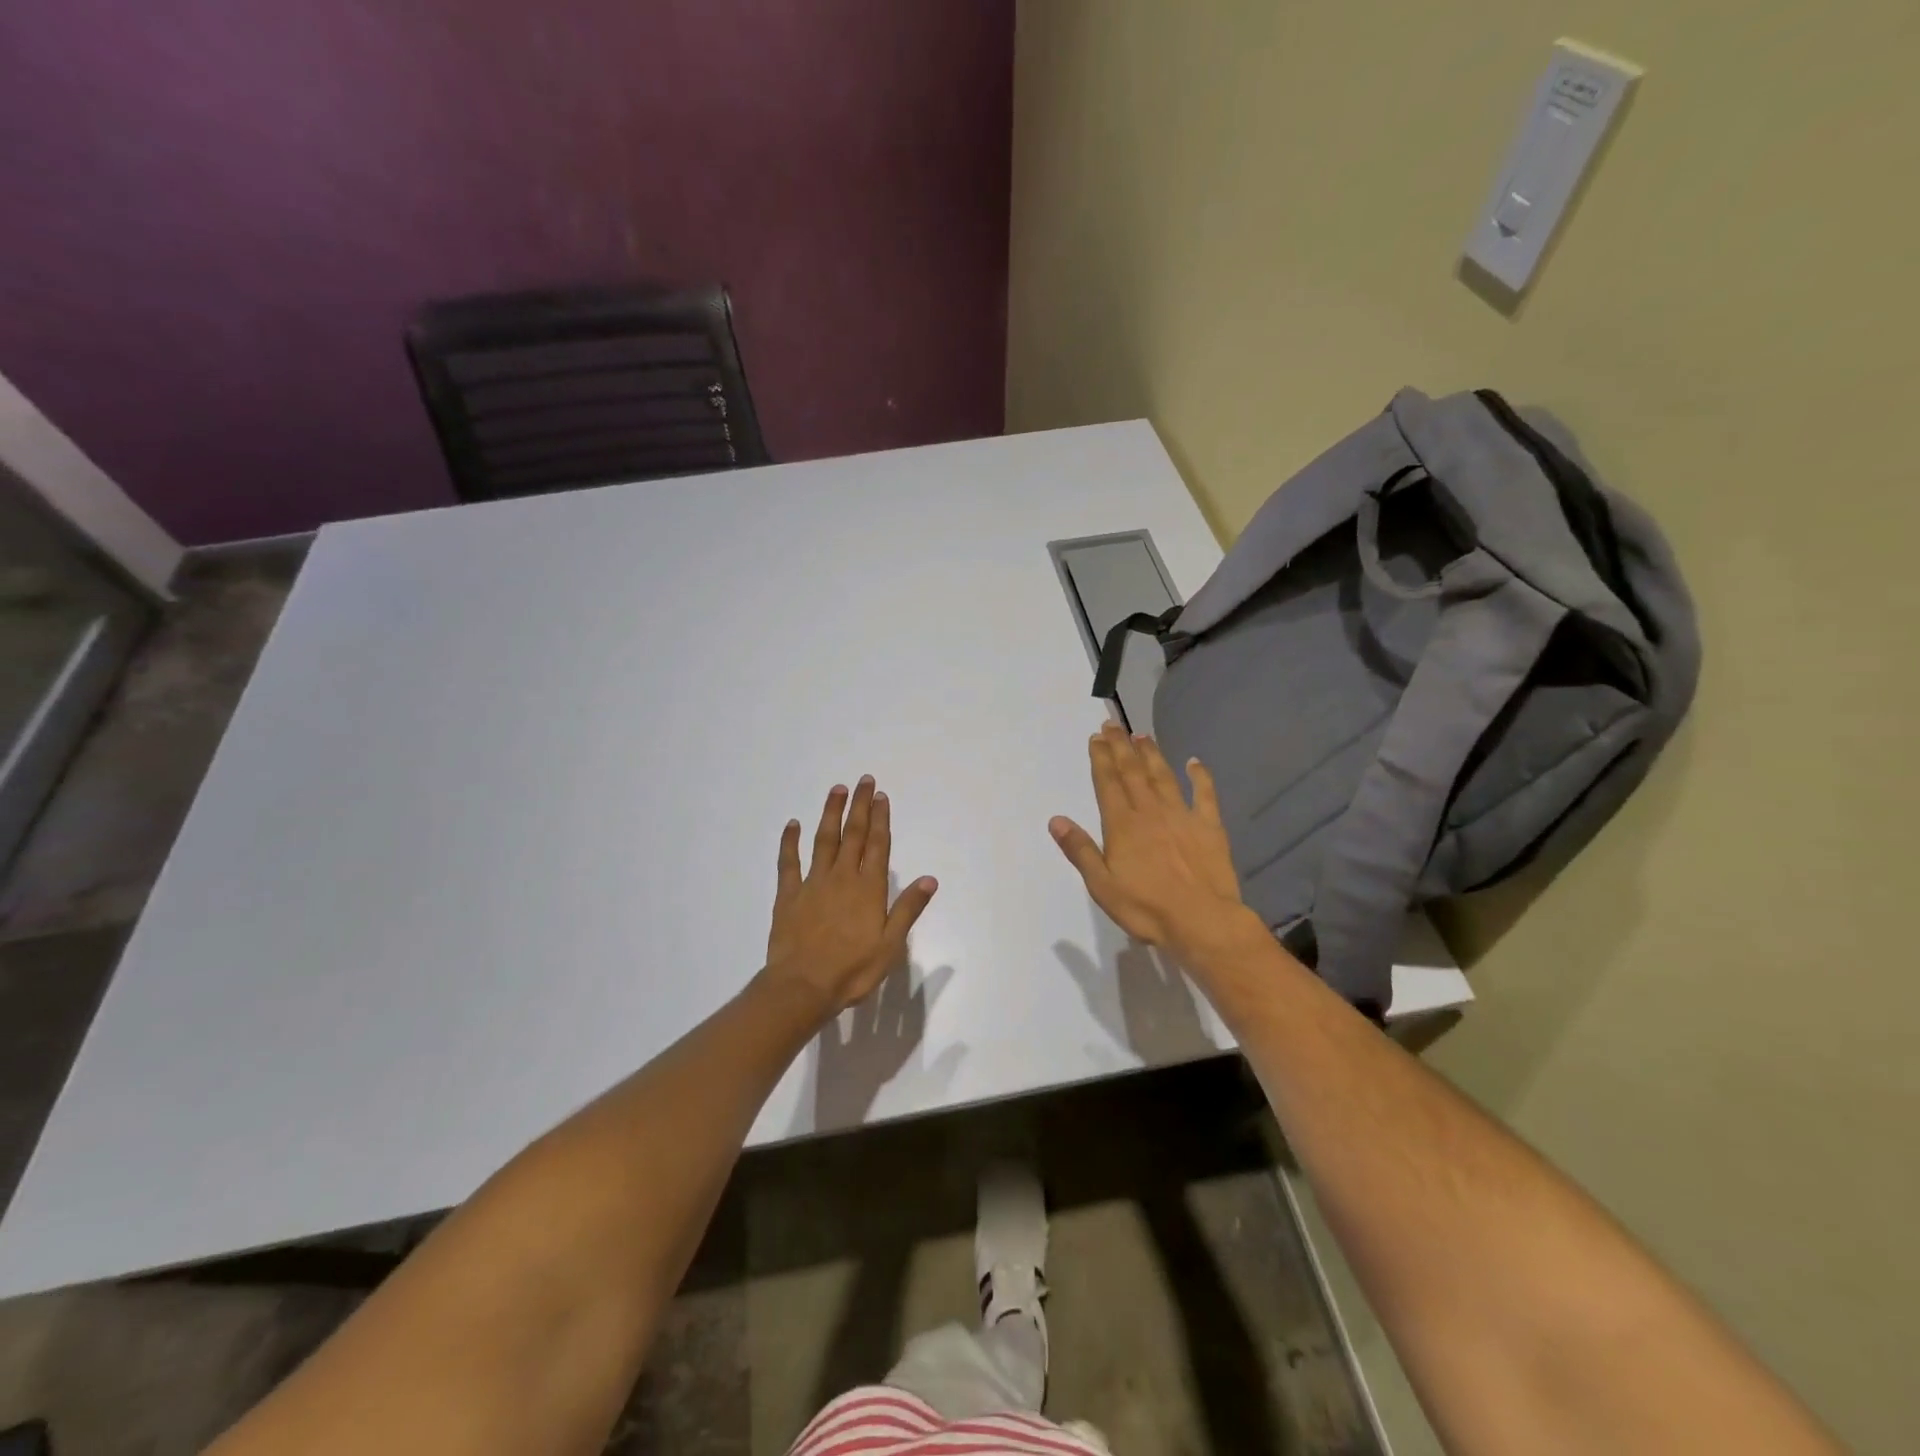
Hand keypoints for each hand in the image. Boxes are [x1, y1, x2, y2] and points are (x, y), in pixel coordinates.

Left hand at [764, 776, 938, 1014]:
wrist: (803, 987)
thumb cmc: (852, 970)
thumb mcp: (891, 945)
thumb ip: (908, 909)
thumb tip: (929, 879)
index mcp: (868, 889)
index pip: (877, 845)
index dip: (880, 819)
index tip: (881, 795)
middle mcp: (842, 878)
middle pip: (853, 835)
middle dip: (860, 806)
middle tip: (863, 780)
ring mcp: (812, 884)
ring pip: (823, 840)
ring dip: (831, 813)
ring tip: (837, 790)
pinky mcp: (788, 895)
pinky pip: (788, 862)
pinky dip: (789, 841)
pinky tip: (792, 824)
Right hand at [1049, 724, 1258, 961]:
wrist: (1202, 921)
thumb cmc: (1146, 907)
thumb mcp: (1101, 884)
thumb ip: (1080, 850)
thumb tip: (1057, 819)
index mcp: (1122, 825)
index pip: (1108, 783)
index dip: (1101, 758)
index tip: (1097, 737)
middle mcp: (1150, 811)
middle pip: (1133, 772)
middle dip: (1121, 747)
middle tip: (1113, 724)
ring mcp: (1182, 816)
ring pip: (1163, 777)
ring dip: (1151, 754)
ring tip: (1142, 735)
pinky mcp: (1209, 827)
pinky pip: (1204, 795)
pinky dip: (1199, 776)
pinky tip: (1194, 762)